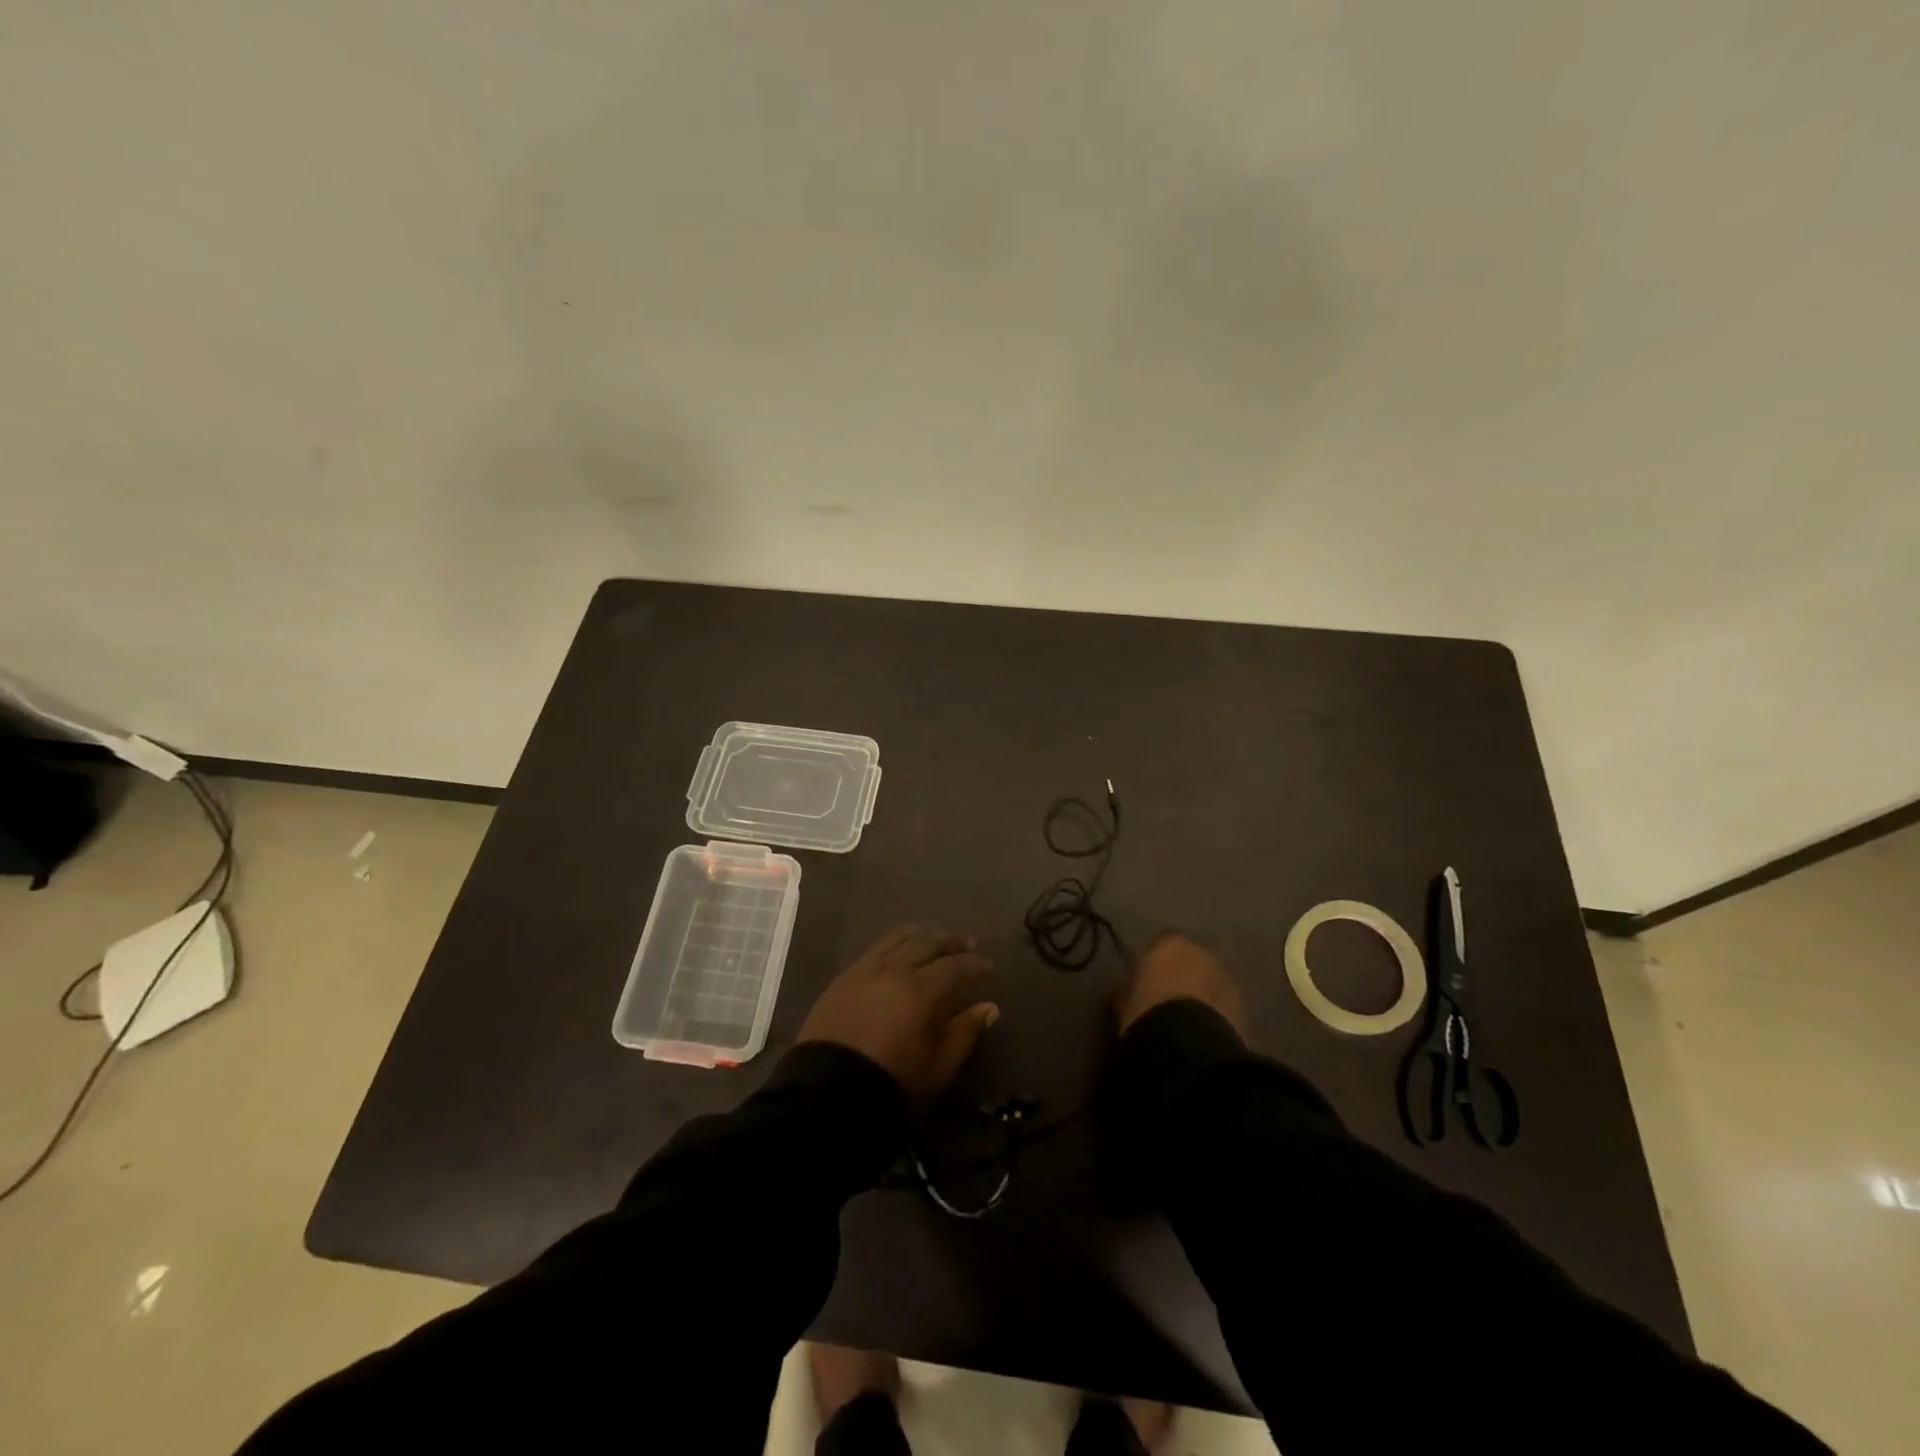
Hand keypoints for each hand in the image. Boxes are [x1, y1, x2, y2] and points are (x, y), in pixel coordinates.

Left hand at [798, 928, 998, 1098]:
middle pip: (927, 943)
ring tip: (933, 939)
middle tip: (966, 944)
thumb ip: (965, 1032)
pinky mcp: (843, 978)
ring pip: (898, 939)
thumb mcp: (938, 1066)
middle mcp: (893, 970)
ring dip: (921, 936)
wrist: (827, 1094)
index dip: (975, 963)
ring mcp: (864, 970)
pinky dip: (894, 944)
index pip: (955, 965)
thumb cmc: (892, 1083)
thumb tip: (989, 1007)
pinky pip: (874, 949)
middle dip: (950, 942)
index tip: (989, 965)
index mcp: (920, 990)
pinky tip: (898, 951)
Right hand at [1117, 932, 1247, 1039]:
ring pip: (1211, 984)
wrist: (1187, 1046)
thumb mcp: (1125, 999)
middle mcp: (1203, 954)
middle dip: (1183, 977)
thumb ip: (1130, 987)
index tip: (1146, 982)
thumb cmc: (1146, 1012)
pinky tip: (1202, 1036)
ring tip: (1187, 1023)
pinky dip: (1215, 1017)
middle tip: (1168, 1001)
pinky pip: (1224, 1008)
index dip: (1154, 964)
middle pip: (1192, 962)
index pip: (1161, 945)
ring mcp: (1227, 981)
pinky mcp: (1244, 1010)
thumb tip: (1126, 990)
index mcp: (1171, 943)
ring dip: (1202, 997)